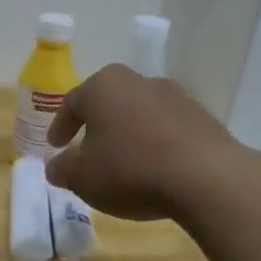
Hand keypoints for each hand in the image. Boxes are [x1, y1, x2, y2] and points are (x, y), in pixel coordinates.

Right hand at [44, 64, 238, 221]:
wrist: (205, 178)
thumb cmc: (130, 171)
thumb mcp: (83, 179)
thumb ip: (62, 170)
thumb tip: (55, 166)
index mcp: (103, 87)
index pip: (72, 103)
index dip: (60, 127)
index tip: (55, 146)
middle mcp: (139, 81)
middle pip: (108, 103)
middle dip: (95, 126)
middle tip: (87, 149)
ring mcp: (175, 96)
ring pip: (139, 114)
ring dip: (127, 134)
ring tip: (123, 162)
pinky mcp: (202, 116)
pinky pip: (166, 129)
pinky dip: (154, 144)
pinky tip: (153, 168)